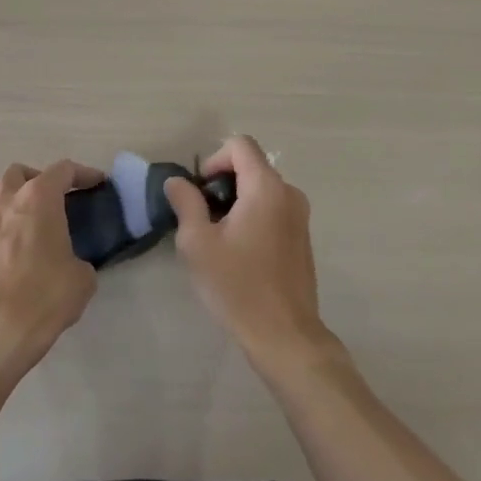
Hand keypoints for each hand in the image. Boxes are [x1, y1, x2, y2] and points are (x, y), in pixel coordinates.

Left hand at [0, 160, 100, 373]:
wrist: (5, 324)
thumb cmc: (49, 292)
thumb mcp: (83, 276)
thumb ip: (79, 259)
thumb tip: (73, 265)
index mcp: (40, 198)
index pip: (63, 170)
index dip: (83, 174)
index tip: (97, 183)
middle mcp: (9, 201)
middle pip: (19, 172)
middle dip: (38, 178)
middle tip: (55, 198)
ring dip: (4, 193)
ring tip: (20, 210)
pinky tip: (2, 238)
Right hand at [165, 136, 333, 371]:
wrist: (284, 336)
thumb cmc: (237, 286)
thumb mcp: (198, 243)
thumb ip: (186, 202)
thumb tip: (178, 181)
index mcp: (266, 188)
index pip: (240, 145)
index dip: (213, 160)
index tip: (200, 193)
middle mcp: (289, 193)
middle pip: (250, 166)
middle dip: (222, 184)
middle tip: (201, 219)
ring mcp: (300, 216)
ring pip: (260, 189)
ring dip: (235, 202)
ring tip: (217, 238)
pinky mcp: (302, 237)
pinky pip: (272, 209)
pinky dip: (252, 216)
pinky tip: (239, 252)